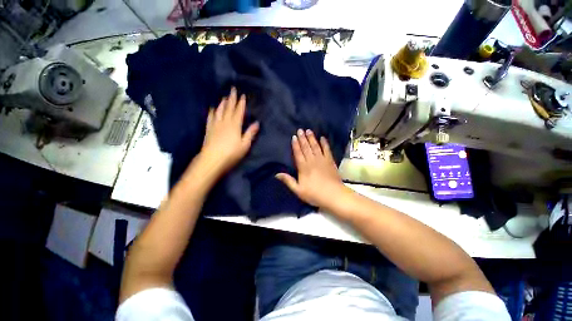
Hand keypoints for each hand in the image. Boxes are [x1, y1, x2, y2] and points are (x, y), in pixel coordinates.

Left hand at [198, 87, 258, 175]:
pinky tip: (212, 109)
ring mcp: (215, 125)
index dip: (241, 104)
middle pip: (229, 109)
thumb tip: (257, 123)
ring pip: (219, 111)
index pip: (239, 112)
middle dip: (231, 99)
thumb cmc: (231, 153)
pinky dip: (212, 112)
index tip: (242, 96)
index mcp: (235, 126)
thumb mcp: (244, 145)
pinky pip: (210, 117)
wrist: (212, 159)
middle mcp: (225, 122)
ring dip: (223, 103)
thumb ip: (250, 133)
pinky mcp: (209, 130)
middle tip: (233, 90)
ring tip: (224, 97)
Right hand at [276, 129, 347, 209]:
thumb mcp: (298, 190)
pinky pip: (327, 150)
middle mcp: (312, 161)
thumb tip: (276, 174)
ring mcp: (322, 160)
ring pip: (315, 146)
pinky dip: (325, 143)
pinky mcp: (330, 161)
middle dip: (303, 138)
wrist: (333, 195)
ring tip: (309, 131)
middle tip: (300, 130)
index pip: (298, 153)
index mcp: (303, 167)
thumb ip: (288, 181)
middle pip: (306, 148)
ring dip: (312, 138)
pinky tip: (323, 138)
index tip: (294, 137)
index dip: (295, 145)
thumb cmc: (314, 194)